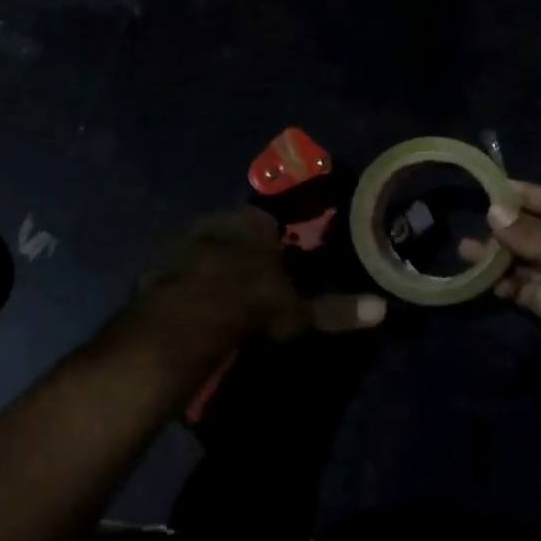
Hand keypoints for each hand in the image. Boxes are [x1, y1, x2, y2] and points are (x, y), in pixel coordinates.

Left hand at [118, 208, 385, 368]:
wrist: (187, 319)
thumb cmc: (251, 305)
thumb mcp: (298, 311)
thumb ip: (336, 309)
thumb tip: (382, 308)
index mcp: (253, 224)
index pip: (268, 222)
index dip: (275, 242)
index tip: (277, 263)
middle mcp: (217, 221)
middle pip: (234, 231)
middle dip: (241, 250)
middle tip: (249, 279)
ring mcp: (183, 240)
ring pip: (204, 246)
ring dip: (211, 263)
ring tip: (219, 293)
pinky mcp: (158, 263)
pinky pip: (178, 268)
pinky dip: (185, 281)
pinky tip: (191, 304)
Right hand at [458, 181, 540, 377]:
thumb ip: (534, 237)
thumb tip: (493, 212)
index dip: (525, 195)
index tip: (490, 189)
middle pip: (539, 234)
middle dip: (505, 232)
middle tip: (469, 229)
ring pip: (532, 265)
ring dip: (501, 261)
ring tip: (466, 255)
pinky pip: (534, 292)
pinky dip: (513, 288)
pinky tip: (489, 285)